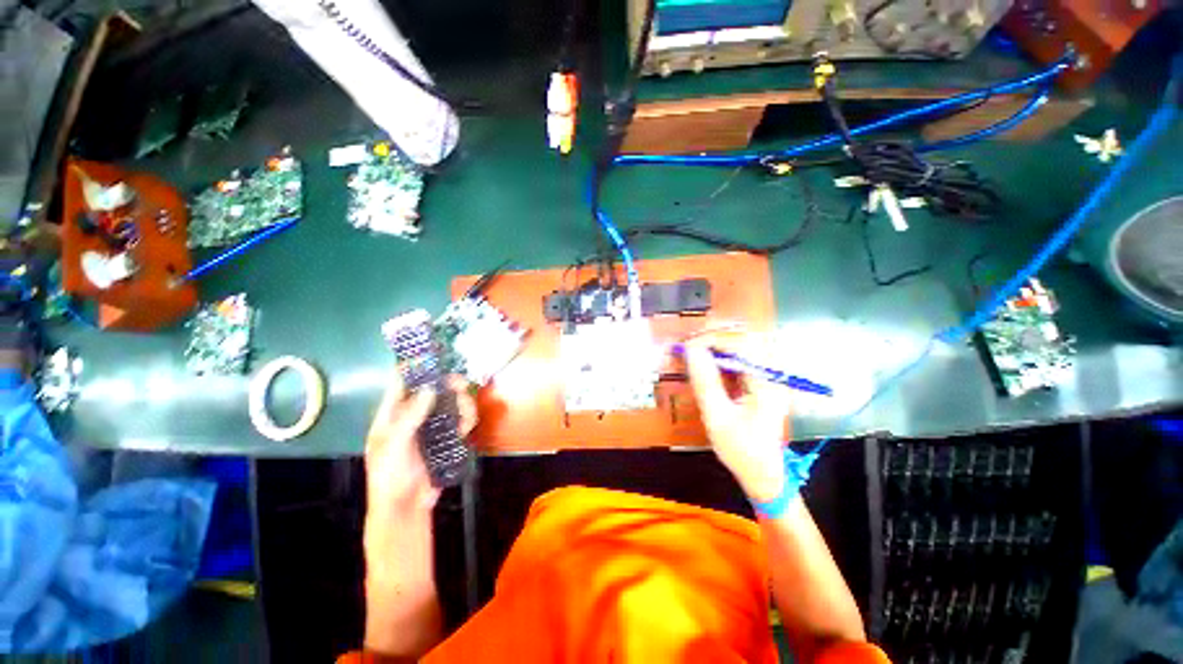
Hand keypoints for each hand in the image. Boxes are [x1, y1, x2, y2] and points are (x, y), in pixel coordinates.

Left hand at [365, 371, 475, 531]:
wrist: (405, 508)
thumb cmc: (389, 476)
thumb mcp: (393, 445)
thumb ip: (409, 417)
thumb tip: (429, 389)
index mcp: (392, 415)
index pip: (401, 383)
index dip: (415, 366)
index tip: (433, 354)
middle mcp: (413, 415)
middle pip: (434, 389)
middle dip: (449, 384)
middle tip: (461, 384)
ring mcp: (431, 426)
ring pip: (451, 403)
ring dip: (462, 402)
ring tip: (465, 412)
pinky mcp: (446, 438)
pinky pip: (460, 421)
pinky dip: (467, 419)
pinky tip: (467, 426)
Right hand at [685, 333, 790, 501]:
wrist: (763, 473)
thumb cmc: (741, 449)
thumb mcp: (717, 417)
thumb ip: (705, 381)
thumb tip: (690, 350)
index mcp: (767, 382)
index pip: (740, 344)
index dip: (711, 339)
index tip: (686, 346)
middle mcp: (773, 373)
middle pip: (746, 337)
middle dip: (715, 335)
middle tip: (689, 343)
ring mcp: (770, 376)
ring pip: (744, 344)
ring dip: (718, 342)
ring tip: (694, 348)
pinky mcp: (763, 380)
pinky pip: (743, 357)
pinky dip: (722, 353)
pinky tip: (707, 359)